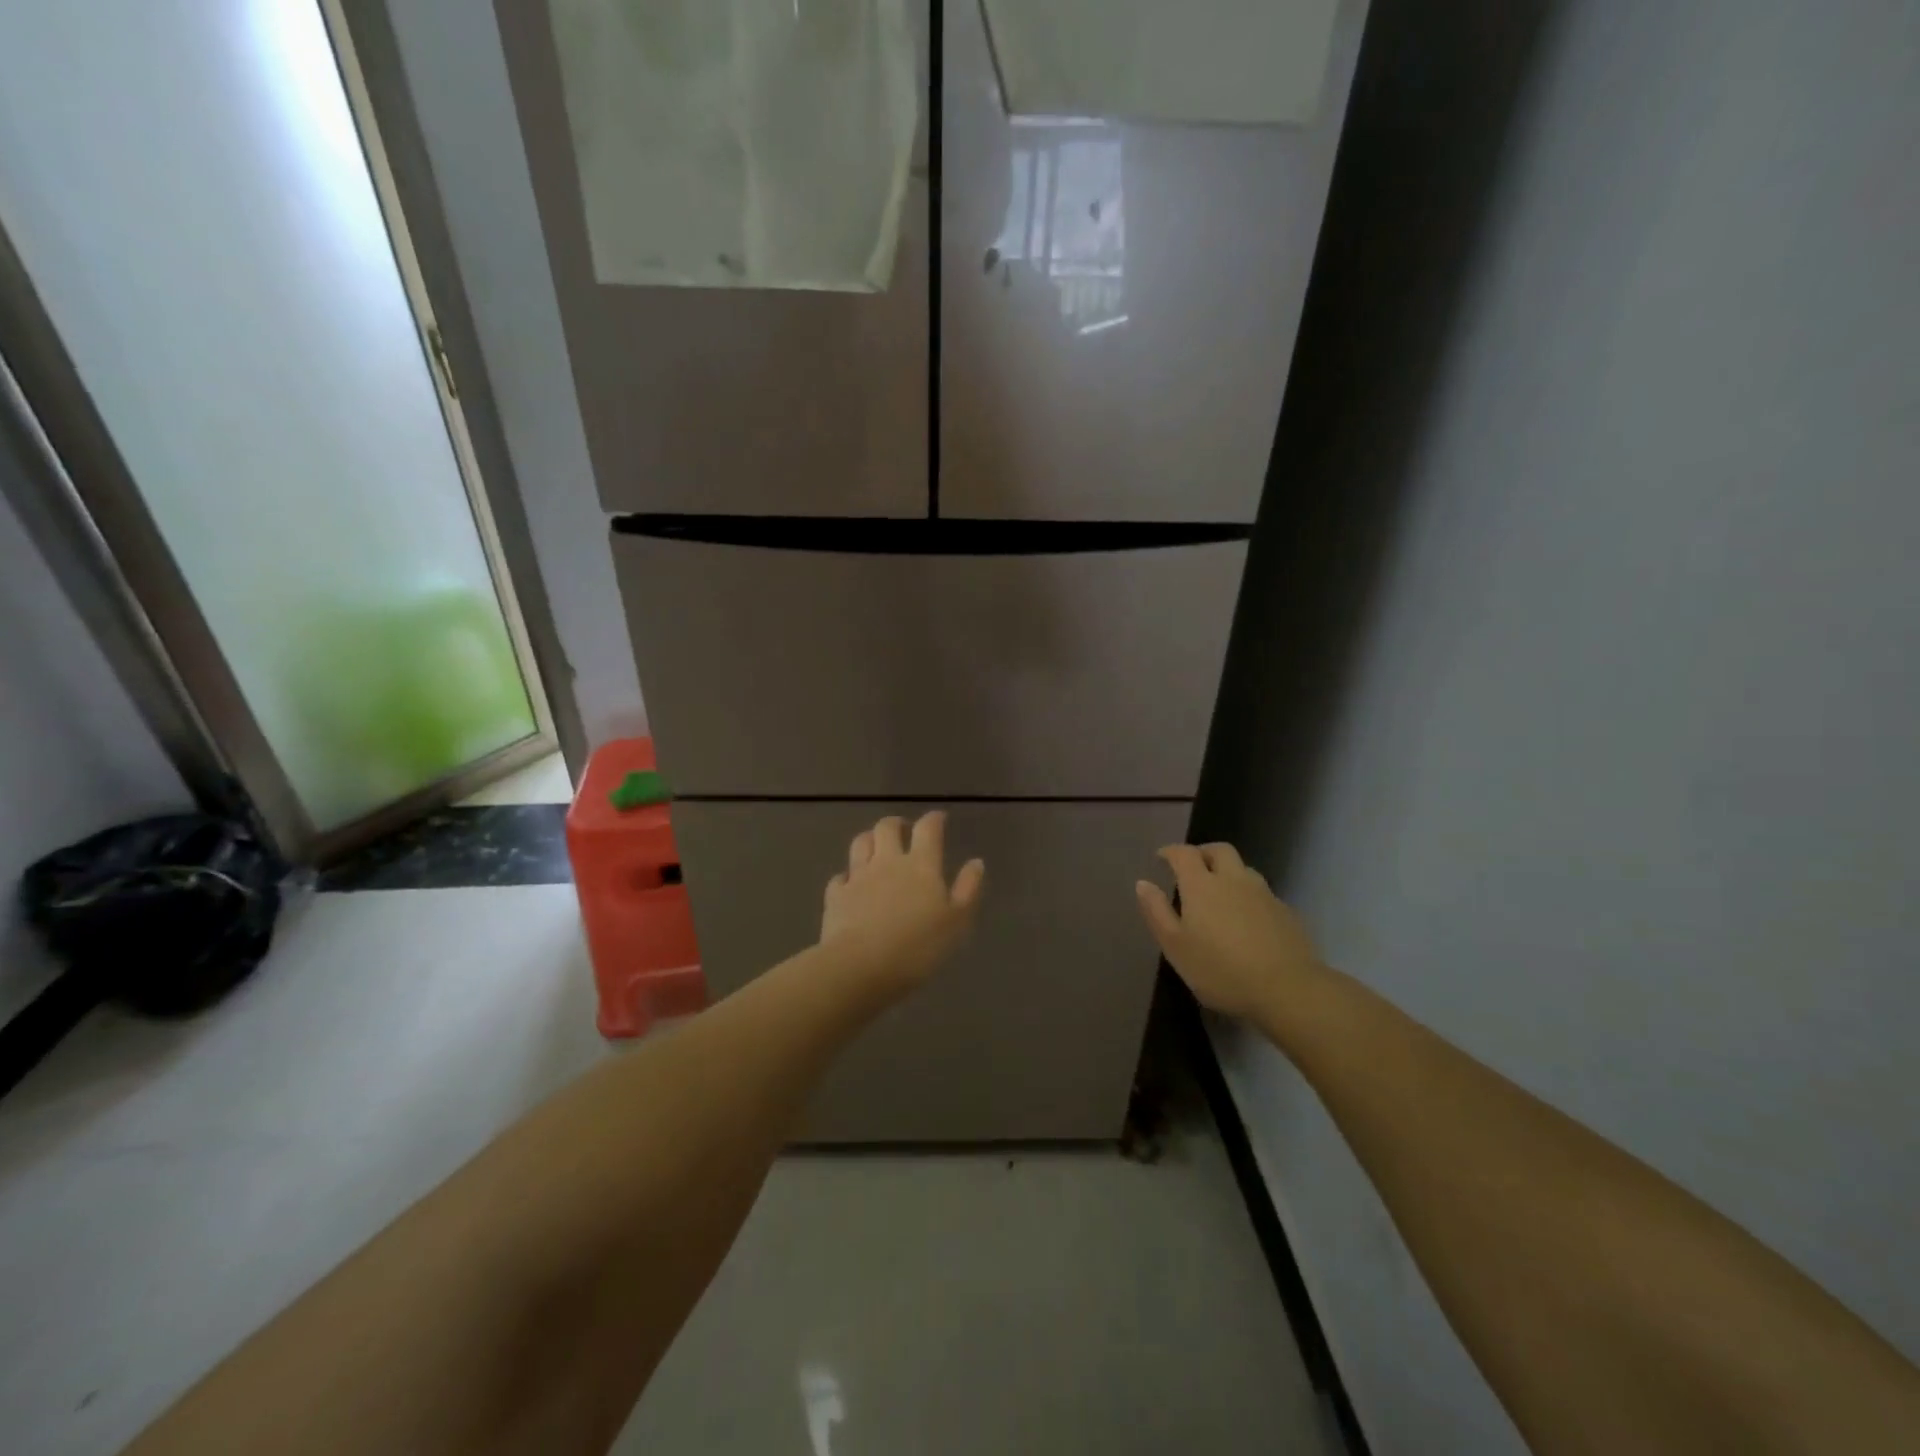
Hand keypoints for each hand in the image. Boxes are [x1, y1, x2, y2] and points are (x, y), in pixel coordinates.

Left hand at [820, 812, 984, 998]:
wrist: (860, 968)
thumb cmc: (917, 947)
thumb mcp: (956, 922)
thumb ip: (967, 889)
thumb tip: (976, 862)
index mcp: (921, 865)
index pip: (928, 829)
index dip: (934, 819)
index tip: (939, 818)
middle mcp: (887, 862)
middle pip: (887, 828)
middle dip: (897, 824)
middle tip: (904, 831)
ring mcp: (857, 877)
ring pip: (860, 843)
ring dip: (870, 839)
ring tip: (876, 847)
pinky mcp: (835, 896)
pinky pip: (840, 876)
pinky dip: (847, 876)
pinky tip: (851, 884)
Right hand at [1136, 843, 1322, 1019]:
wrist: (1288, 989)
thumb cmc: (1221, 970)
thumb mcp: (1175, 947)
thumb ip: (1157, 912)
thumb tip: (1143, 883)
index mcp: (1202, 884)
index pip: (1184, 853)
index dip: (1170, 852)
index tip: (1161, 858)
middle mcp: (1233, 879)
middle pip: (1219, 850)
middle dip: (1203, 853)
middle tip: (1192, 868)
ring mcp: (1264, 894)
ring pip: (1243, 869)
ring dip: (1228, 872)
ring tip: (1219, 894)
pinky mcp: (1286, 912)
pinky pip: (1262, 893)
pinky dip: (1248, 896)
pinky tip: (1247, 920)